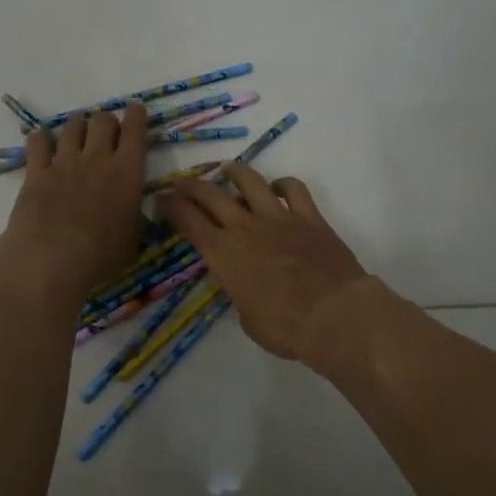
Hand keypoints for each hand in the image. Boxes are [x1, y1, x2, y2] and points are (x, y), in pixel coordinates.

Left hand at [0, 104, 148, 300]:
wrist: (51, 262)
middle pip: (102, 120)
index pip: (135, 130)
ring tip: (77, 136)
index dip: (137, 115)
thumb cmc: (101, 257)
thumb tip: (136, 206)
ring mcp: (64, 163)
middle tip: (106, 135)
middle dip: (107, 122)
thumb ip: (135, 215)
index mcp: (127, 172)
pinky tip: (41, 142)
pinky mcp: (36, 173)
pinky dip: (41, 139)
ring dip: (78, 127)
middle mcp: (97, 158)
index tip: (136, 111)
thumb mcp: (133, 240)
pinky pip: (38, 143)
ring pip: (72, 126)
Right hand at [155, 163, 367, 360]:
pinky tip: (278, 187)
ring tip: (227, 168)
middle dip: (191, 185)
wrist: (334, 314)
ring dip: (235, 172)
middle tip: (182, 181)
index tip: (161, 198)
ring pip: (251, 182)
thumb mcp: (247, 318)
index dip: (171, 206)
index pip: (188, 221)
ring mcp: (279, 217)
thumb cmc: (285, 328)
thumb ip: (240, 293)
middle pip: (211, 194)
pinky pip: (294, 189)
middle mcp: (245, 227)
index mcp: (223, 253)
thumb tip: (246, 285)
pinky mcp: (309, 217)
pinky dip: (284, 184)